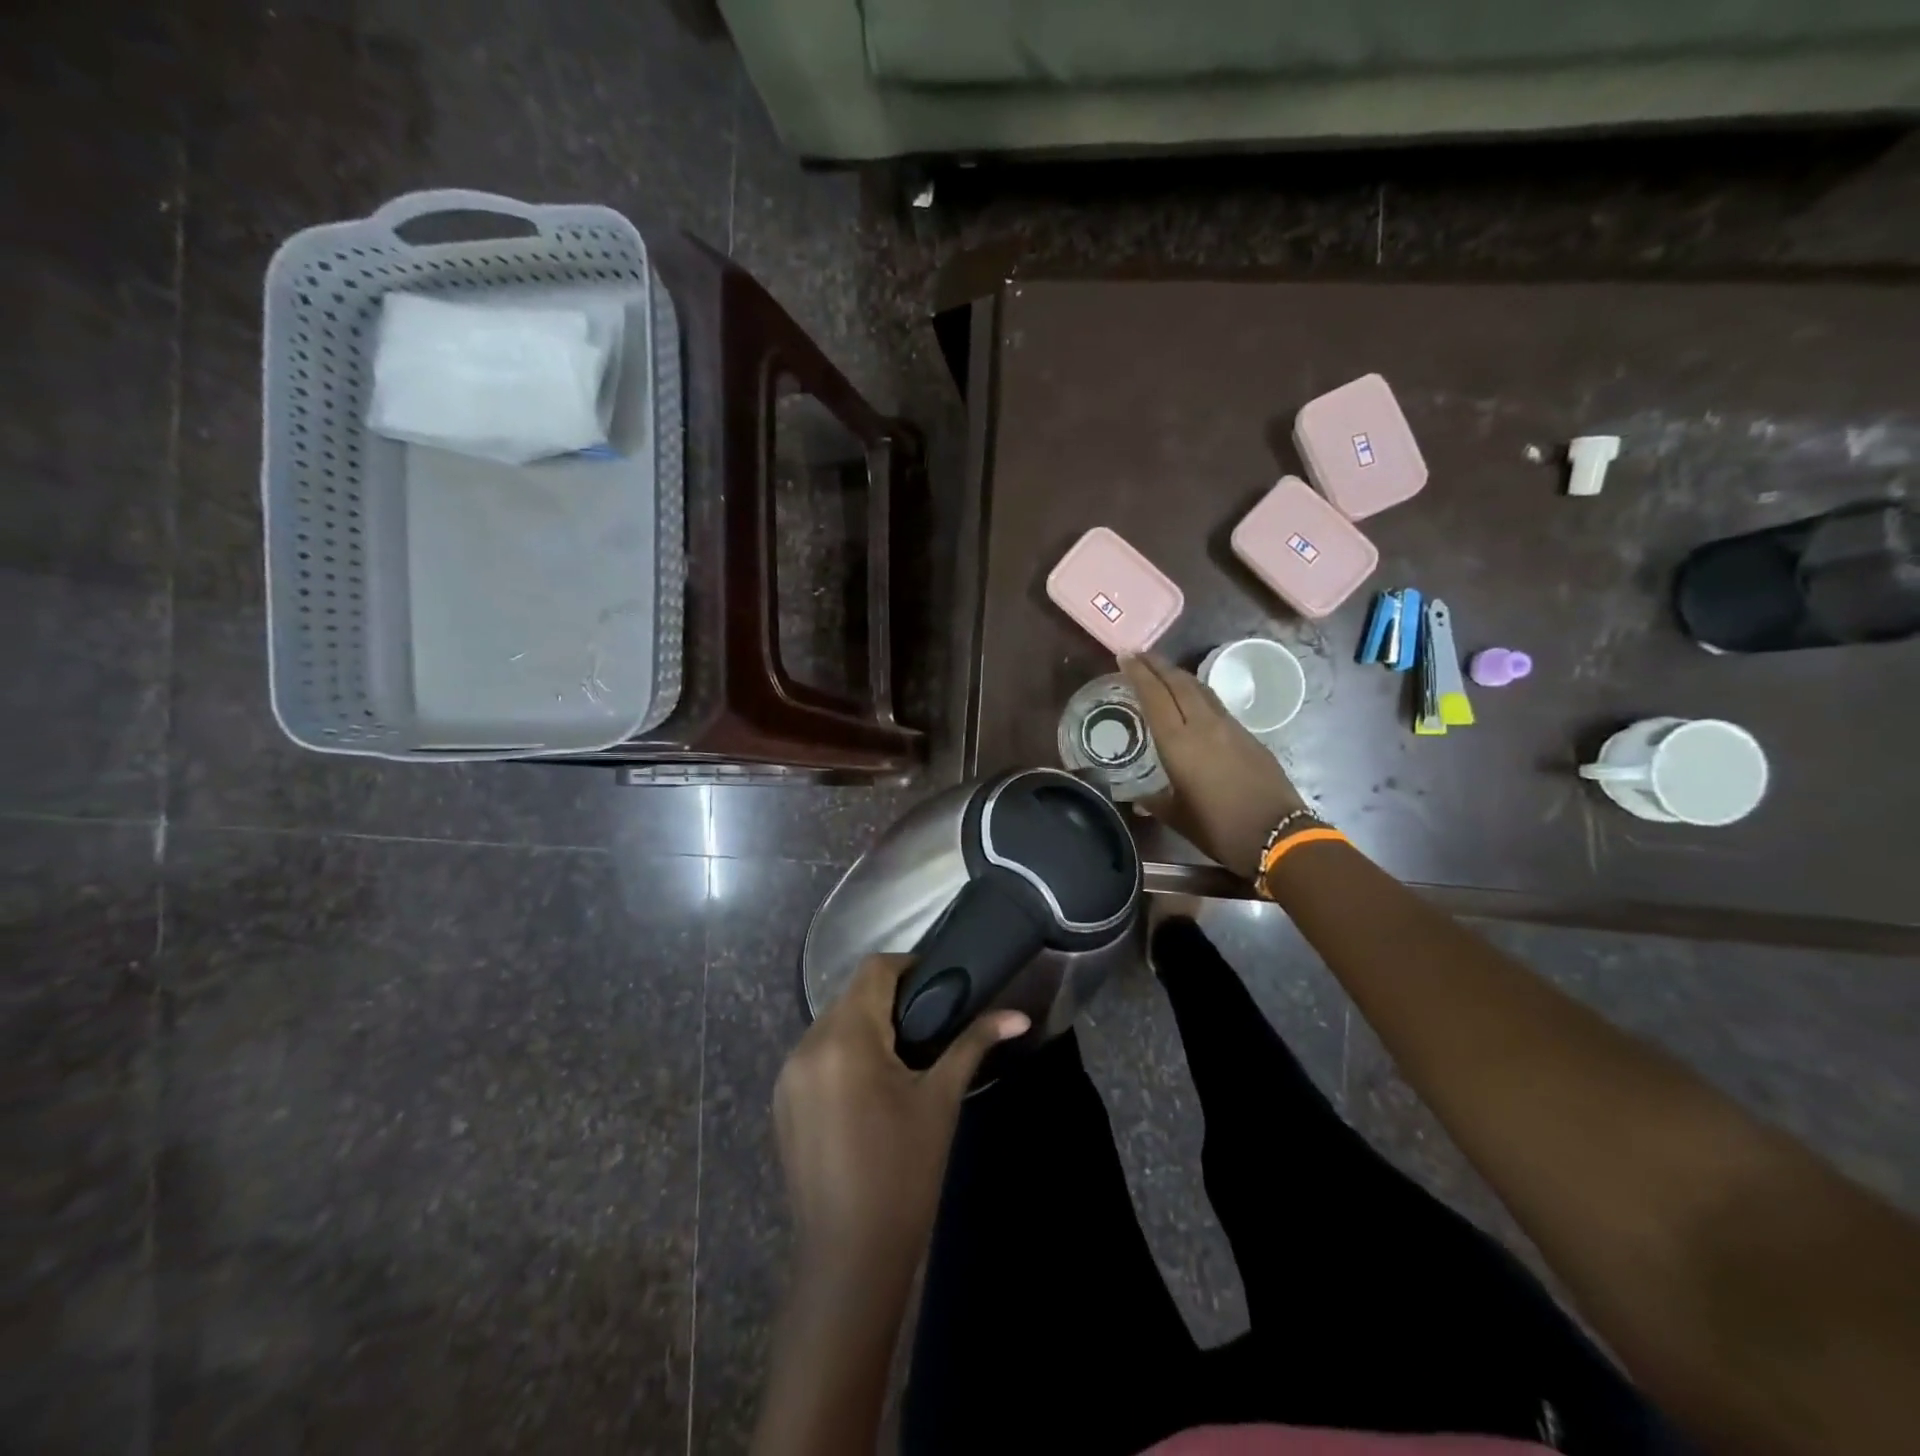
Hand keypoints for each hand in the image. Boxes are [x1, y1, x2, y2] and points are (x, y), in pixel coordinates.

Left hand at [772, 955, 1028, 1281]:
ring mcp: (788, 1075)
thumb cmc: (904, 1173)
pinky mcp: (782, 1101)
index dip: (908, 966)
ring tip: (902, 1056)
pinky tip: (869, 1087)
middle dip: (889, 1000)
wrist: (850, 1259)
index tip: (938, 985)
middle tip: (929, 1023)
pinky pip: (816, 1054)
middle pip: (851, 995)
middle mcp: (807, 1045)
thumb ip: (974, 1044)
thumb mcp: (941, 1100)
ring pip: (832, 1024)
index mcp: (845, 1038)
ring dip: (866, 1027)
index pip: (873, 969)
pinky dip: (844, 1053)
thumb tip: (1019, 1016)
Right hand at [1120, 651, 1307, 877]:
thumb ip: (1155, 802)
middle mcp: (1203, 726)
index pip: (1155, 696)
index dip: (1139, 673)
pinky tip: (1192, 701)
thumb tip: (1138, 798)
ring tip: (1162, 672)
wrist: (1278, 834)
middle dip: (1157, 665)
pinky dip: (1198, 693)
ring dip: (1179, 676)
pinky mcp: (1248, 735)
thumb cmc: (1220, 828)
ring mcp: (1230, 727)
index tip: (1124, 656)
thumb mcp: (1177, 817)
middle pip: (1179, 683)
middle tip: (1139, 655)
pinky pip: (1216, 704)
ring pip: (1200, 689)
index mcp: (1179, 743)